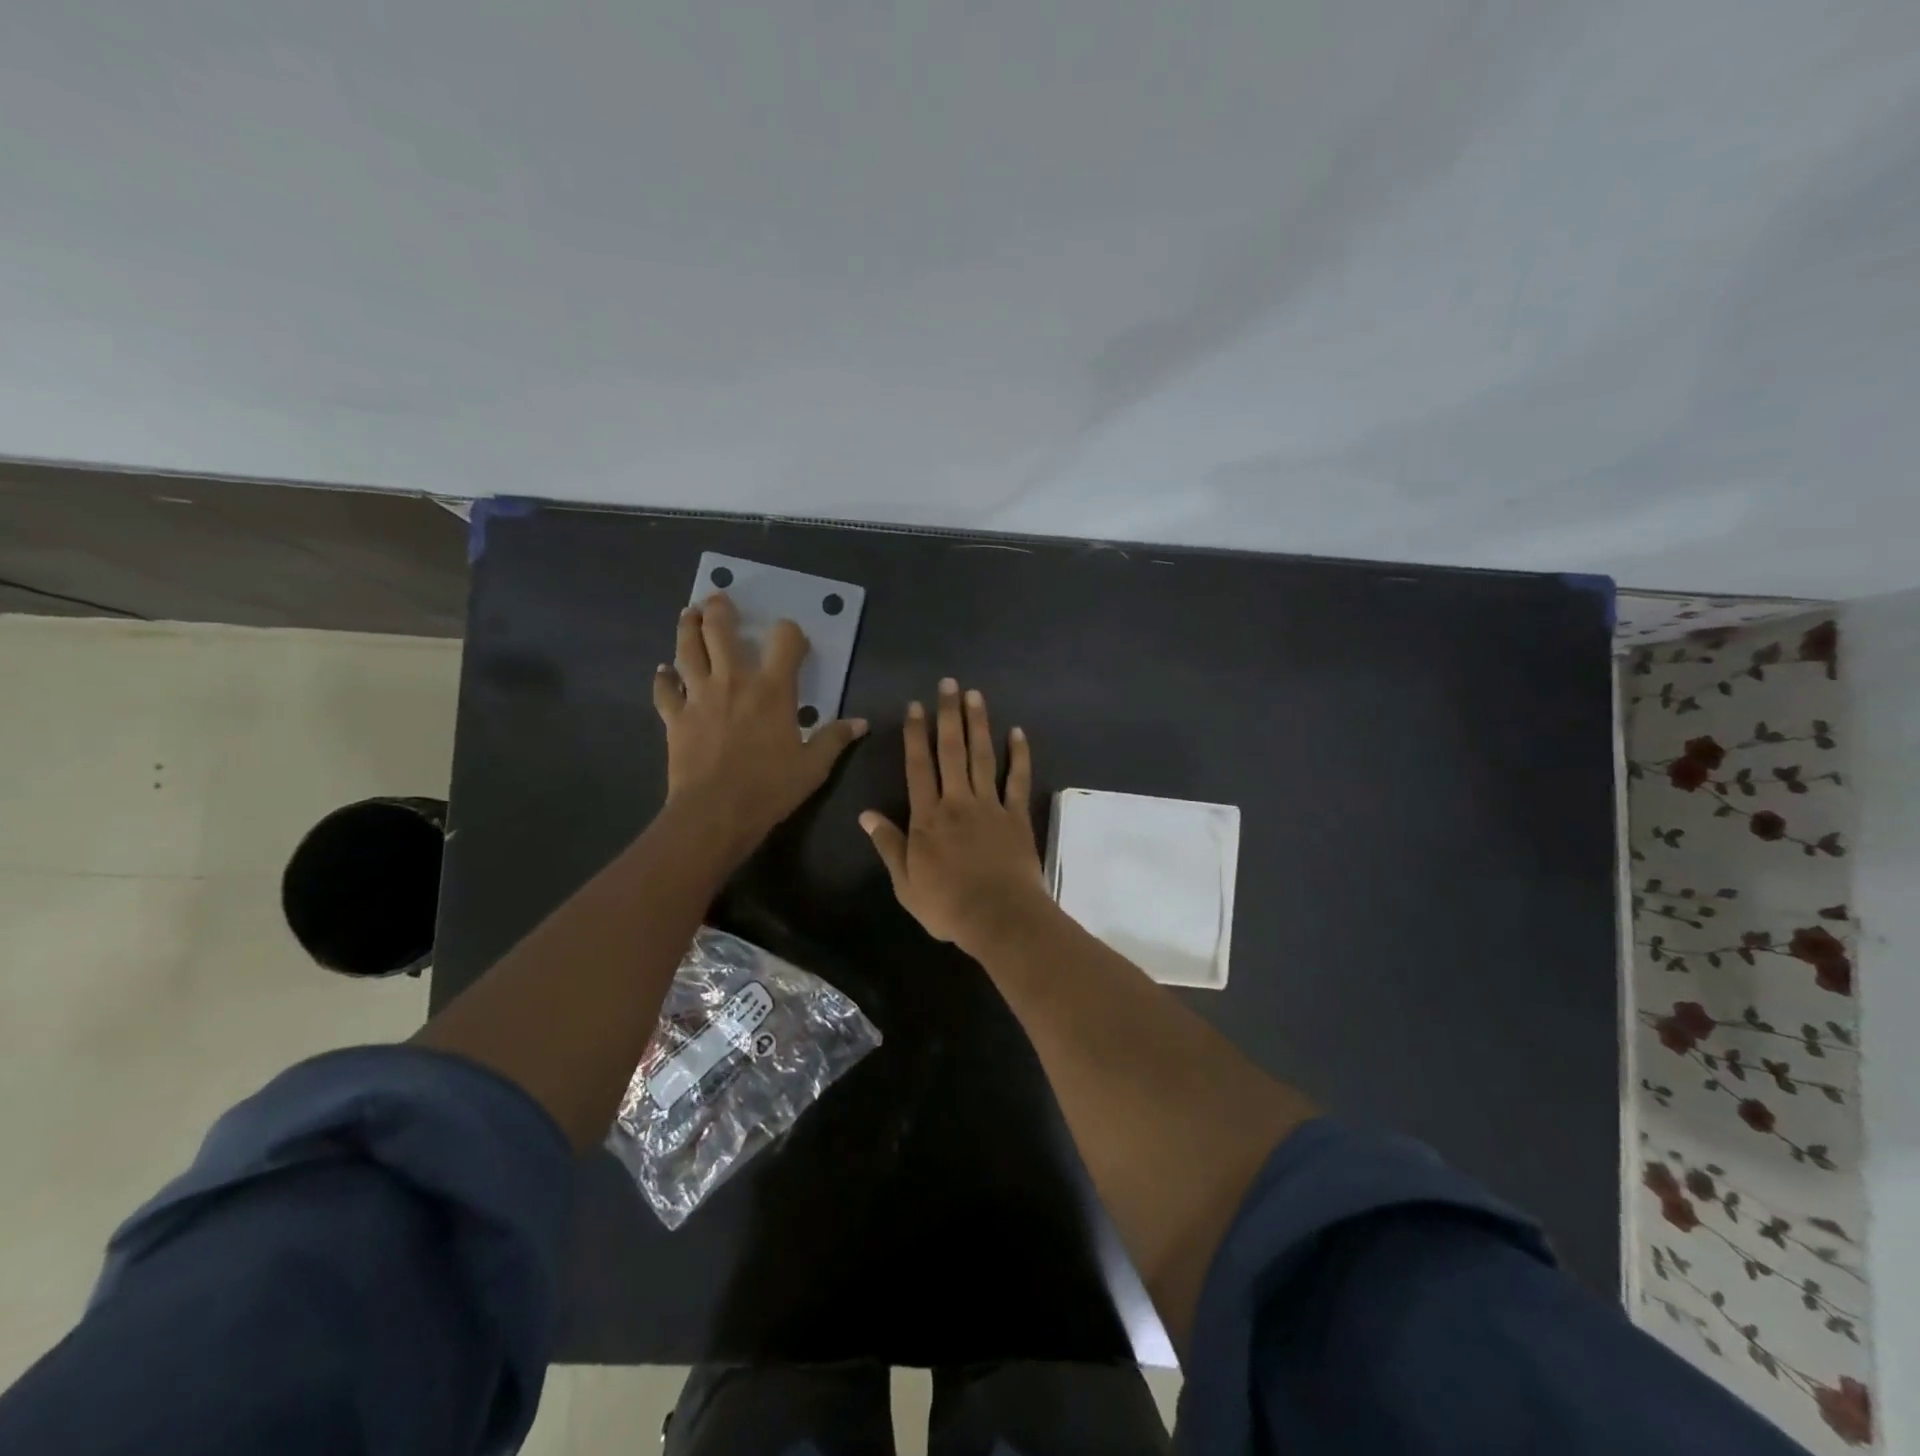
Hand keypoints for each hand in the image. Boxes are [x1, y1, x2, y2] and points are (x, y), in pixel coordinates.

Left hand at [654, 593, 866, 859]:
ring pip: (687, 649)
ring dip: (688, 628)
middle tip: (719, 600)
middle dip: (720, 610)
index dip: (790, 632)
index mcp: (773, 689)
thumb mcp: (813, 766)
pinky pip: (665, 690)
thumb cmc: (770, 787)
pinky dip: (664, 678)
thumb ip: (835, 739)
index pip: (784, 641)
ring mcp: (699, 696)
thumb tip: (861, 723)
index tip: (792, 638)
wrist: (715, 812)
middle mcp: (734, 681)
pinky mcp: (675, 716)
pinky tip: (663, 671)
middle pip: (721, 630)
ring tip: (690, 614)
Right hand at [860, 678, 1049, 954]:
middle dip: (949, 715)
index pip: (919, 767)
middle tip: (949, 683)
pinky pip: (1018, 780)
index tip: (916, 706)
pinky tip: (1017, 732)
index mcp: (928, 818)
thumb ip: (888, 844)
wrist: (999, 917)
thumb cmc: (947, 905)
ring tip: (975, 695)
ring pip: (983, 757)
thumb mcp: (905, 882)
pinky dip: (1019, 756)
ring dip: (979, 724)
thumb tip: (865, 814)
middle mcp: (958, 802)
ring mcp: (990, 806)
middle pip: (952, 751)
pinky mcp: (1016, 816)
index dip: (916, 735)